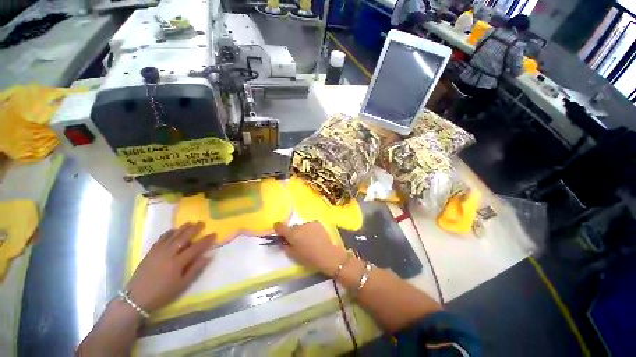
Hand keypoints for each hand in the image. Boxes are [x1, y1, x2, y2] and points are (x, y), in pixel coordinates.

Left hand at [126, 222, 214, 311]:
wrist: (136, 298)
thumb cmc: (162, 294)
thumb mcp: (182, 285)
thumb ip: (196, 270)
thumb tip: (208, 256)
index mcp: (177, 263)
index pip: (195, 247)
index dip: (205, 240)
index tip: (214, 234)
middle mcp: (168, 254)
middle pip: (183, 237)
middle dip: (194, 229)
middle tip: (202, 223)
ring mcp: (158, 252)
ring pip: (172, 236)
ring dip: (182, 228)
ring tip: (190, 222)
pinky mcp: (150, 252)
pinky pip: (161, 239)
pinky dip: (168, 233)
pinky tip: (173, 230)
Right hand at [274, 221, 347, 275]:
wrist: (327, 254)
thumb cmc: (309, 258)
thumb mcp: (293, 255)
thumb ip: (285, 247)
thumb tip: (283, 242)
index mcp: (292, 234)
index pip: (280, 226)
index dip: (277, 228)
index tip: (279, 232)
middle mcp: (299, 226)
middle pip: (292, 227)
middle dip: (292, 232)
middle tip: (297, 241)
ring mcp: (309, 223)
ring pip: (302, 226)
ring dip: (302, 231)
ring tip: (308, 240)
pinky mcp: (317, 223)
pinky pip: (310, 225)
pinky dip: (310, 229)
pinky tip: (315, 237)